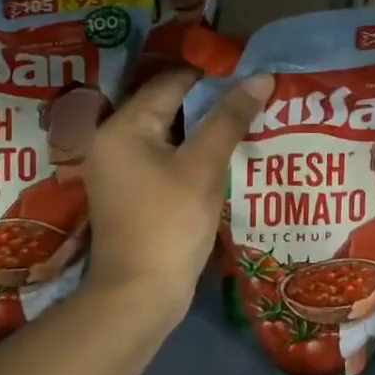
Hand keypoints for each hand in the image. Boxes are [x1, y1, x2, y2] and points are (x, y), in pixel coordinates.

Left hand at [83, 68, 273, 314]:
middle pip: (168, 106)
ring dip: (204, 129)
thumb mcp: (203, 167)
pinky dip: (192, 153)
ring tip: (246, 124)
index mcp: (123, 127)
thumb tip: (261, 77)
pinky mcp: (131, 192)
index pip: (172, 83)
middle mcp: (113, 140)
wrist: (138, 297)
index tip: (250, 79)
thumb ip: (230, 118)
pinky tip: (224, 157)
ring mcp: (120, 169)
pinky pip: (165, 157)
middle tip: (252, 101)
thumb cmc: (169, 225)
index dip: (213, 78)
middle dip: (210, 104)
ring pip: (169, 133)